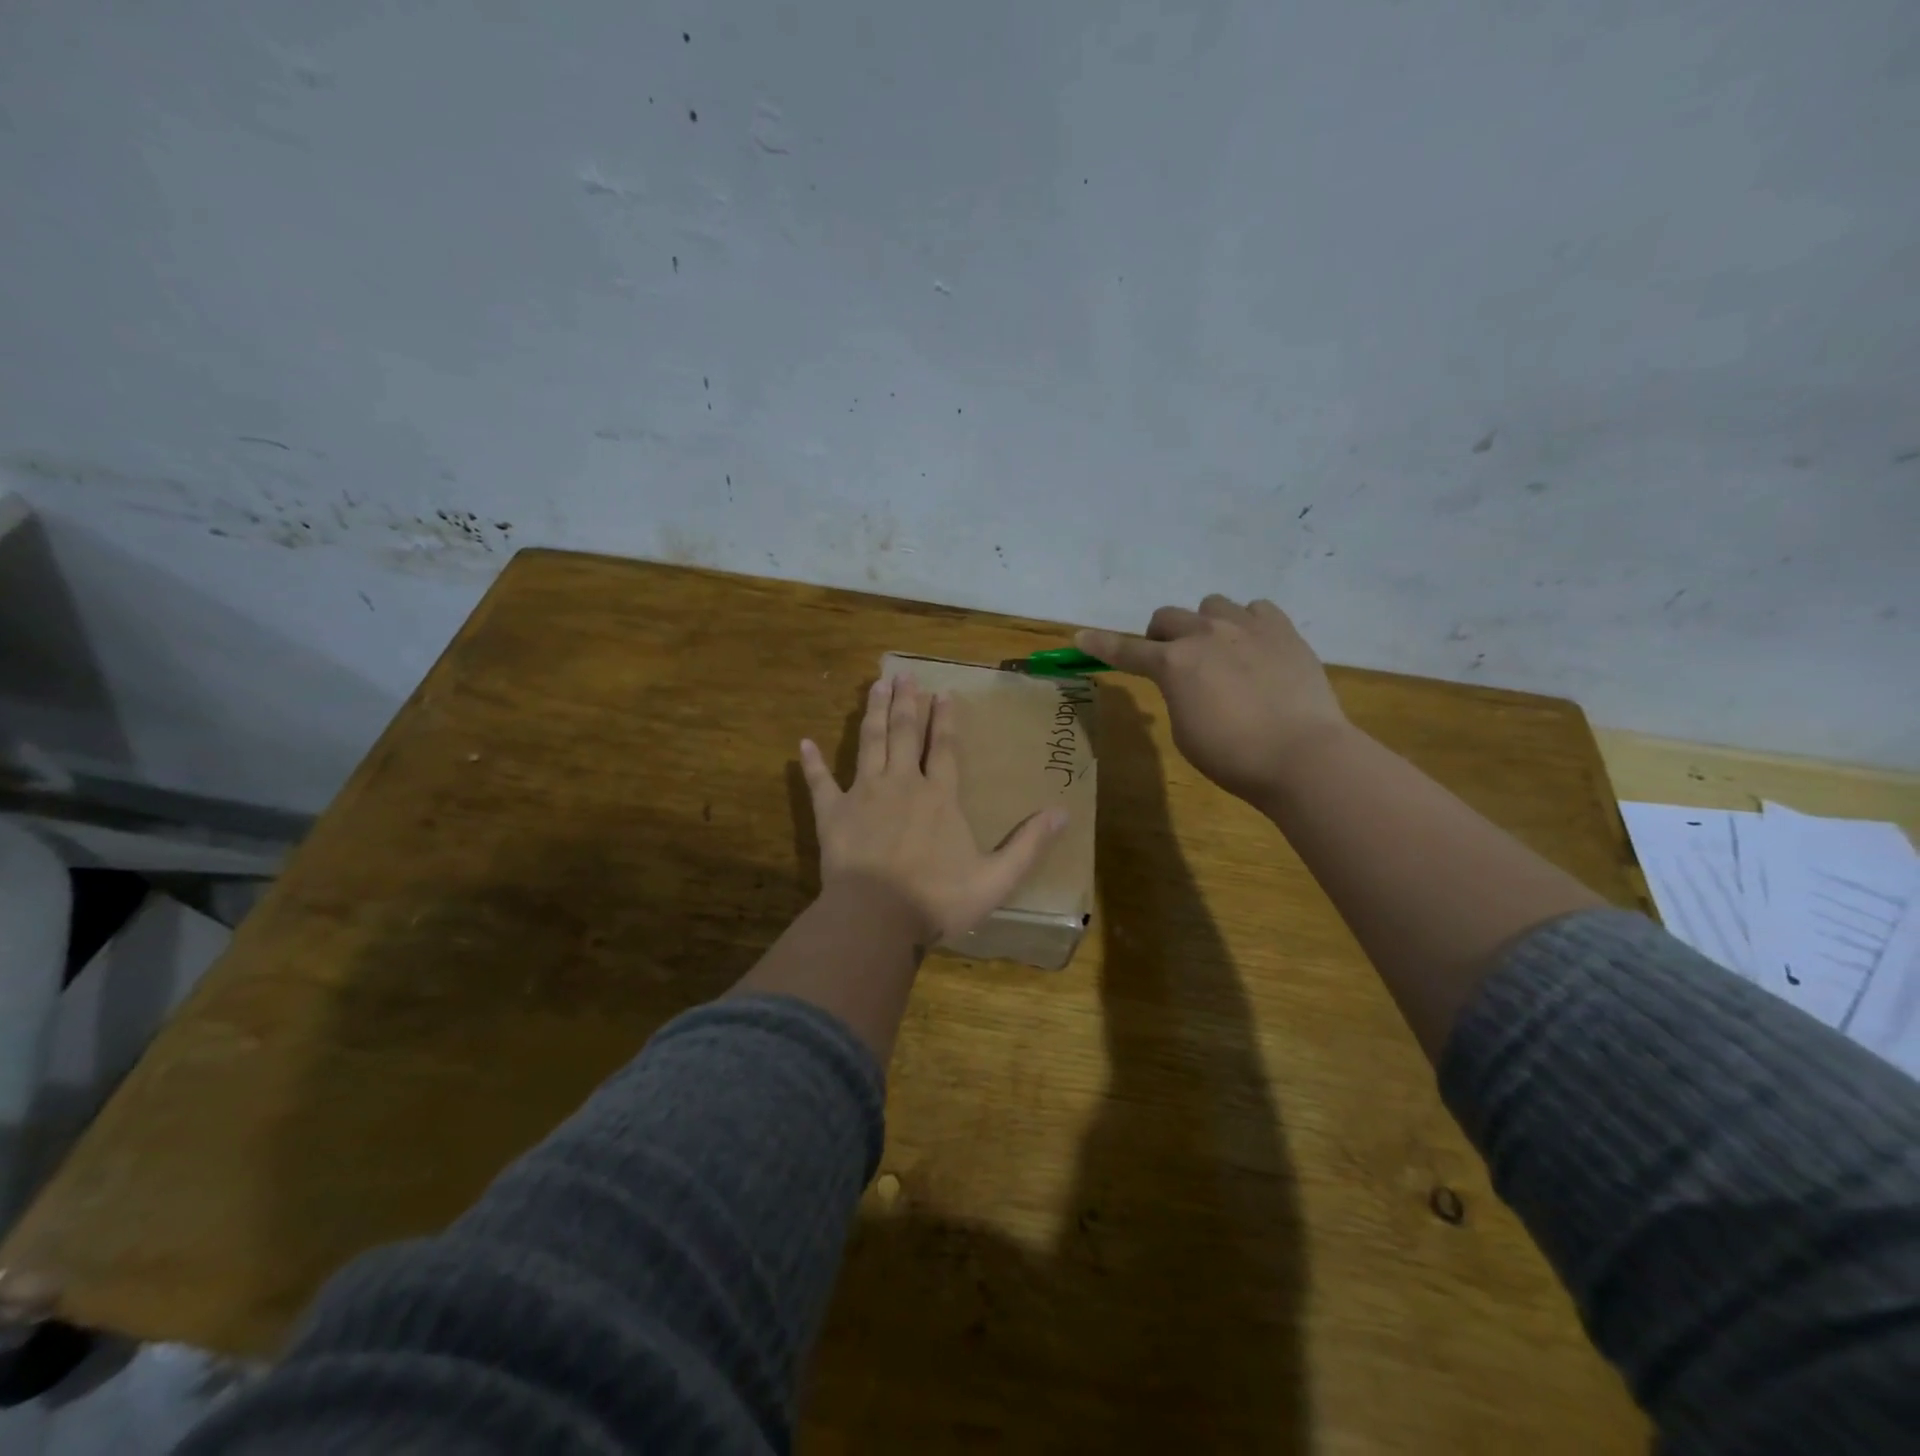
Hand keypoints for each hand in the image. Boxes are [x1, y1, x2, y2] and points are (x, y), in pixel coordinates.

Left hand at [799, 675, 1067, 941]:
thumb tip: (1063, 813)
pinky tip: (804, 743)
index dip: (944, 719)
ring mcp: (864, 795)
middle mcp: (902, 784)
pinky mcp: (833, 814)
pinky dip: (812, 764)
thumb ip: (1028, 844)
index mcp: (939, 796)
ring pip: (869, 743)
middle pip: (903, 734)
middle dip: (905, 702)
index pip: (943, 748)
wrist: (877, 918)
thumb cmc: (937, 898)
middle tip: (903, 675)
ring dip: (872, 713)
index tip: (943, 693)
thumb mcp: (996, 878)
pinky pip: (821, 783)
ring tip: (875, 686)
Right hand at [1078, 596, 1348, 805]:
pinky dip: (1248, 624)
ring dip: (1205, 625)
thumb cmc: (1233, 756)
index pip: (1126, 650)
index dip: (1101, 645)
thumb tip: (1188, 681)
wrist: (1302, 754)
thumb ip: (1177, 695)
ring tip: (1220, 651)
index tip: (1082, 637)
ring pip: (1211, 605)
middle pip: (1167, 617)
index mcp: (1173, 664)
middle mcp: (1205, 634)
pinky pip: (1256, 609)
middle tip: (1172, 660)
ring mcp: (1247, 627)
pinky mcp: (1283, 630)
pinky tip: (1256, 647)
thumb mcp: (1185, 731)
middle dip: (1161, 636)